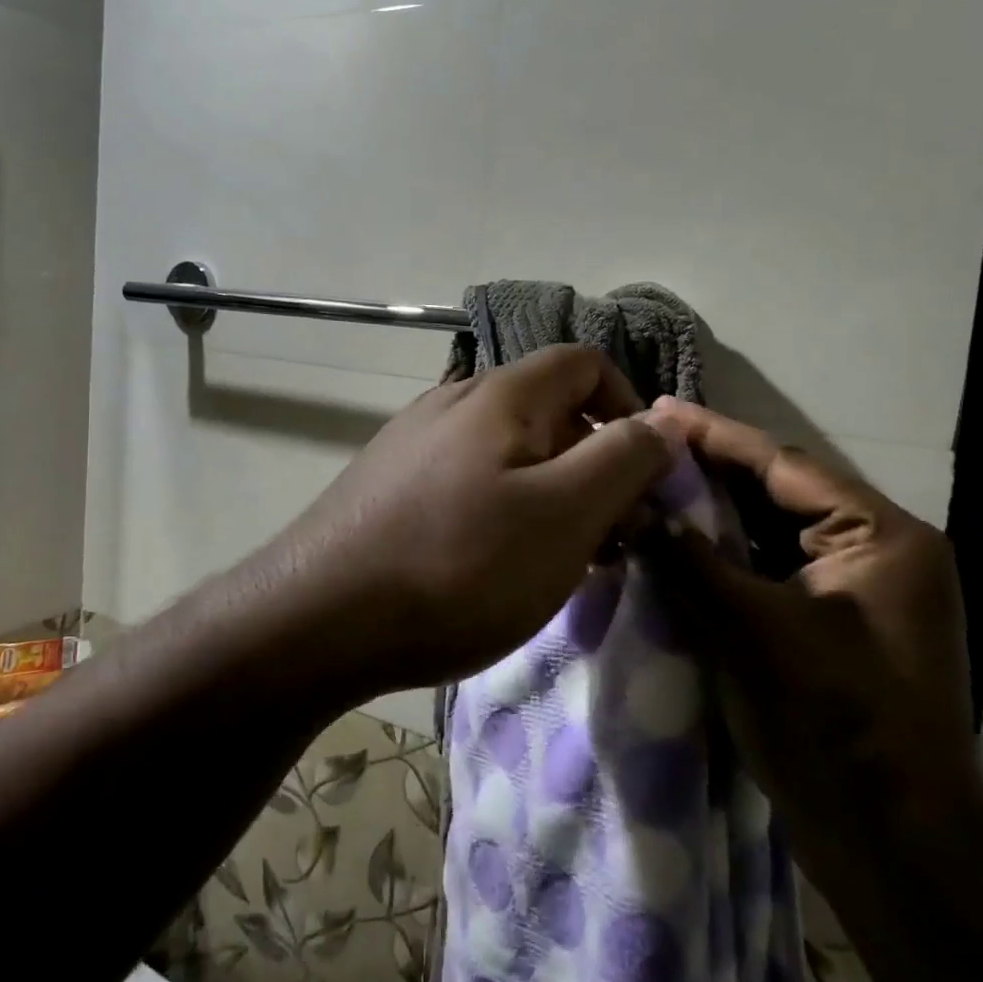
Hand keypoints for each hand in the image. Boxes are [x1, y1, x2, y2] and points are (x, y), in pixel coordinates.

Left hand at [259, 346, 675, 701]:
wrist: (319, 619)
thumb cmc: (458, 565)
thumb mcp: (564, 515)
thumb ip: (624, 459)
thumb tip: (663, 422)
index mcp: (501, 394)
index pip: (586, 363)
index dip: (629, 408)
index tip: (643, 475)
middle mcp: (455, 401)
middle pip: (549, 411)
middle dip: (594, 465)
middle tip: (611, 538)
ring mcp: (416, 442)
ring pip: (509, 451)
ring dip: (551, 495)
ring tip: (561, 562)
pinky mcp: (391, 483)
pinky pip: (470, 481)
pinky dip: (504, 511)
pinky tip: (498, 565)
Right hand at [645, 398, 981, 875]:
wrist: (895, 845)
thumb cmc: (834, 723)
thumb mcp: (753, 630)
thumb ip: (690, 561)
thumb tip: (633, 509)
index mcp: (882, 536)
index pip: (784, 466)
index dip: (715, 437)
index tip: (659, 410)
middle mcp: (878, 551)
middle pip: (779, 493)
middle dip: (711, 471)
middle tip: (646, 443)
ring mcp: (857, 591)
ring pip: (772, 532)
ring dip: (714, 513)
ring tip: (652, 482)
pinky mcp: (834, 625)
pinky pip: (772, 570)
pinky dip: (727, 555)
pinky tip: (678, 542)